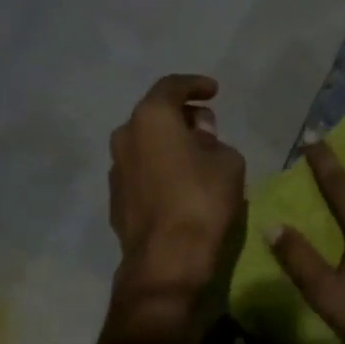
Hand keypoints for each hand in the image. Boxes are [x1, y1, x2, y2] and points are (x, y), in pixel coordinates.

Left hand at [108, 74, 246, 305]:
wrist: (167, 259)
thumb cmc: (202, 199)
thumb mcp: (228, 161)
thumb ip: (214, 140)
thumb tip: (200, 136)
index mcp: (151, 118)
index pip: (172, 87)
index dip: (195, 85)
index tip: (213, 90)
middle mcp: (125, 136)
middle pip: (154, 114)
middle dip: (182, 116)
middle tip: (207, 125)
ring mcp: (116, 169)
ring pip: (145, 144)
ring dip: (168, 143)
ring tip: (195, 156)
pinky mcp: (116, 199)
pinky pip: (141, 170)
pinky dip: (160, 168)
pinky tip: (180, 183)